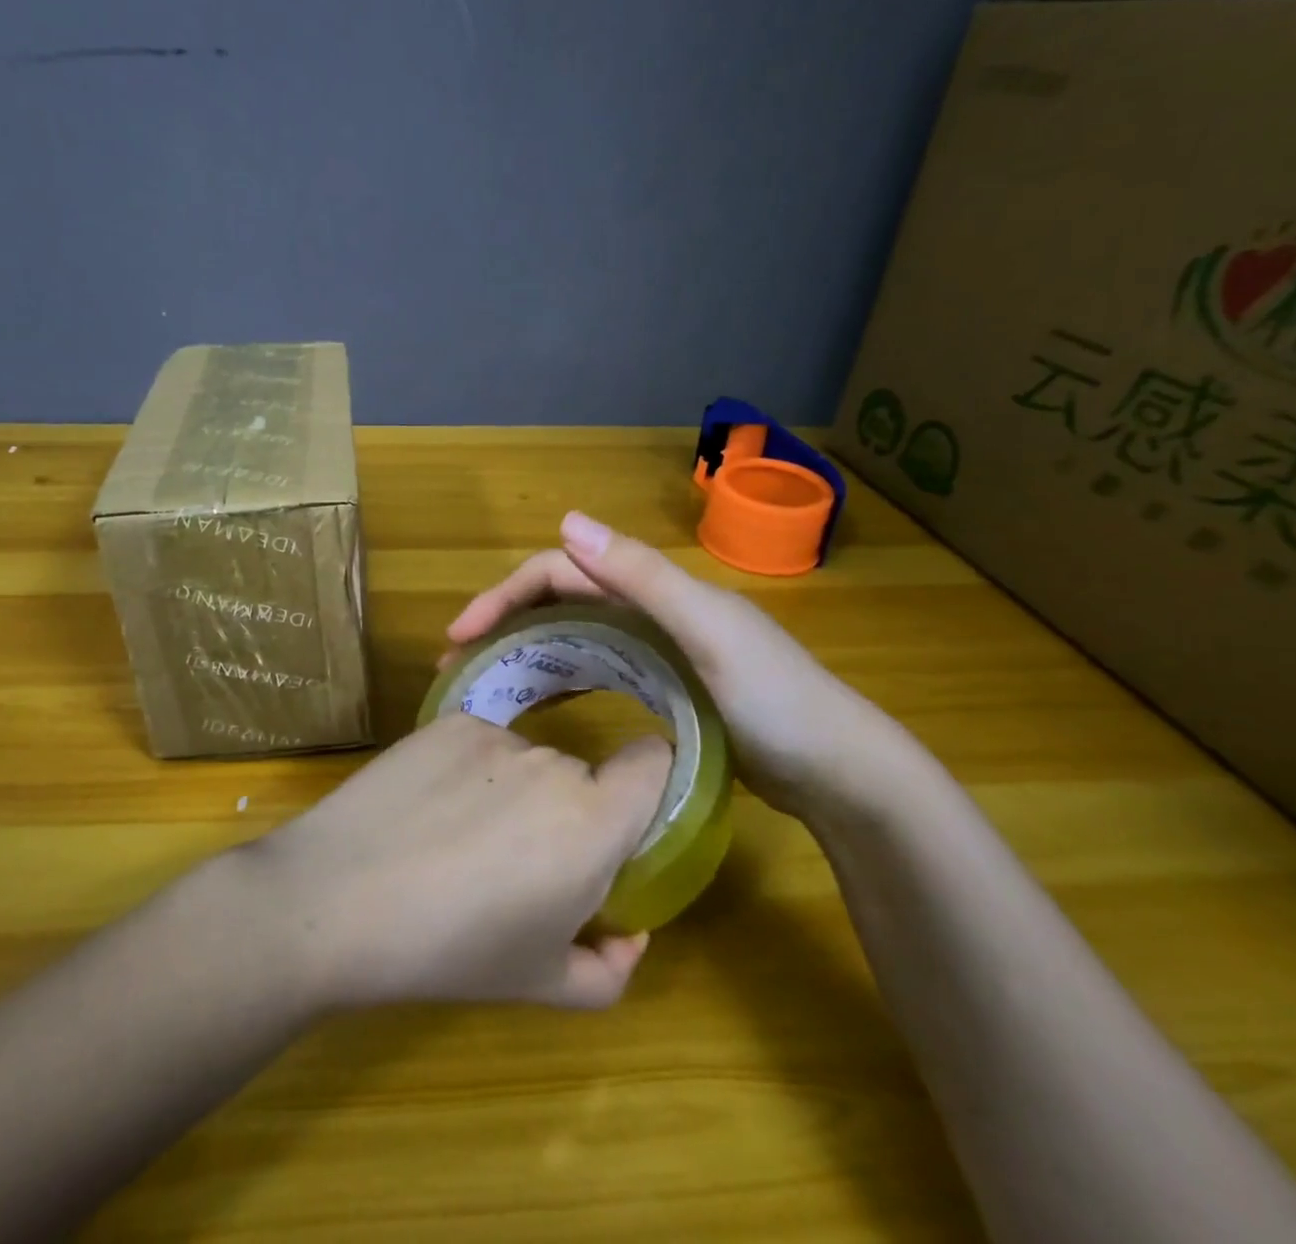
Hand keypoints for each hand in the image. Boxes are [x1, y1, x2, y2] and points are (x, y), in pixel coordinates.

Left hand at [247, 713, 670, 1011]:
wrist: (336, 899)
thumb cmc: (451, 950)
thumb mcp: (542, 984)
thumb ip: (610, 968)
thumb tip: (630, 935)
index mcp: (593, 821)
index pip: (654, 760)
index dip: (649, 781)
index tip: (623, 819)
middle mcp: (552, 761)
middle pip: (581, 774)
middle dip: (565, 813)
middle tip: (515, 864)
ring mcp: (494, 734)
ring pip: (526, 759)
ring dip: (513, 792)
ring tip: (456, 841)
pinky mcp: (445, 722)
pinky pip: (479, 744)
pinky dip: (468, 771)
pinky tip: (426, 810)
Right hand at [445, 512, 907, 819]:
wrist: (840, 776)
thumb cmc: (777, 702)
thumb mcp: (709, 633)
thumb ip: (642, 576)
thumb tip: (566, 519)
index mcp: (654, 588)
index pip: (560, 572)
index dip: (505, 594)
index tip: (460, 636)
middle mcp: (648, 608)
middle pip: (558, 601)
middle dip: (503, 622)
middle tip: (455, 664)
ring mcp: (655, 649)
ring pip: (571, 635)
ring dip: (523, 650)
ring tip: (479, 684)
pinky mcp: (662, 687)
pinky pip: (594, 671)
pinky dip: (558, 679)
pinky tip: (535, 706)